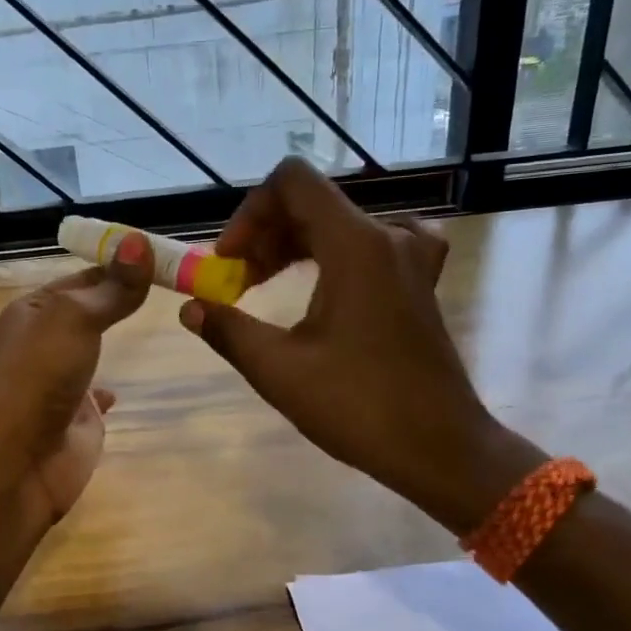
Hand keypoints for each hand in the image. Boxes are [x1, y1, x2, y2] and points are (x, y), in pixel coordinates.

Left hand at [0, 233, 152, 522]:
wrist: (21, 459)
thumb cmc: (41, 376)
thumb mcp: (76, 319)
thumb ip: (112, 288)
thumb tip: (140, 241)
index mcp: (33, 312)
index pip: (82, 278)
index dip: (118, 265)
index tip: (161, 256)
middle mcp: (43, 342)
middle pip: (89, 312)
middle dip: (121, 300)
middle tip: (174, 285)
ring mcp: (59, 381)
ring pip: (92, 351)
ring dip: (114, 340)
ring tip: (159, 324)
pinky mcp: (76, 417)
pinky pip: (95, 395)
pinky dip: (108, 389)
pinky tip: (122, 389)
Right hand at [179, 159, 532, 530]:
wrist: (440, 447)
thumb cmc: (358, 407)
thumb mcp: (279, 370)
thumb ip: (228, 330)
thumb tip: (190, 308)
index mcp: (354, 245)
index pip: (292, 182)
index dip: (249, 211)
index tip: (228, 260)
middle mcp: (387, 238)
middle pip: (313, 204)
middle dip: (264, 235)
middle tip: (236, 283)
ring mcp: (411, 260)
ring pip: (340, 226)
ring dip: (295, 247)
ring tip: (265, 287)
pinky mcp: (419, 284)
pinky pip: (374, 245)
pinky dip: (337, 255)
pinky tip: (330, 281)